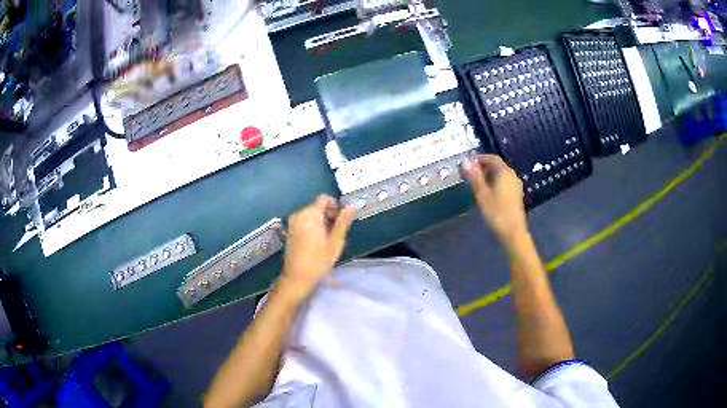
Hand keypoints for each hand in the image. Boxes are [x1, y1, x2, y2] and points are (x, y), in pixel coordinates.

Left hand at [278, 195, 355, 301]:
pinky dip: (312, 225)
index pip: (324, 198)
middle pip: (317, 206)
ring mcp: (292, 222)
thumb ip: (343, 222)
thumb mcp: (336, 241)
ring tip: (328, 237)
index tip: (341, 218)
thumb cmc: (319, 260)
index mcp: (311, 214)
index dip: (335, 205)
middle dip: (328, 213)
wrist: (297, 276)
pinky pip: (303, 220)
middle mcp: (299, 214)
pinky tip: (317, 240)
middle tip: (337, 230)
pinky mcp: (290, 230)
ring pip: (310, 213)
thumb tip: (351, 206)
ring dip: (321, 220)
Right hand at [463, 154, 527, 244]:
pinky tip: (488, 192)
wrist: (513, 232)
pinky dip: (495, 182)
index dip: (480, 158)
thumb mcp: (482, 194)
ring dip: (489, 175)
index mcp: (505, 172)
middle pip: (497, 165)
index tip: (468, 163)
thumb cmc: (497, 211)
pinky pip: (505, 182)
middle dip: (484, 167)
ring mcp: (516, 185)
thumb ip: (474, 176)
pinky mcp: (516, 195)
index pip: (492, 158)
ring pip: (501, 174)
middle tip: (470, 173)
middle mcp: (512, 175)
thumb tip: (465, 161)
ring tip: (477, 183)